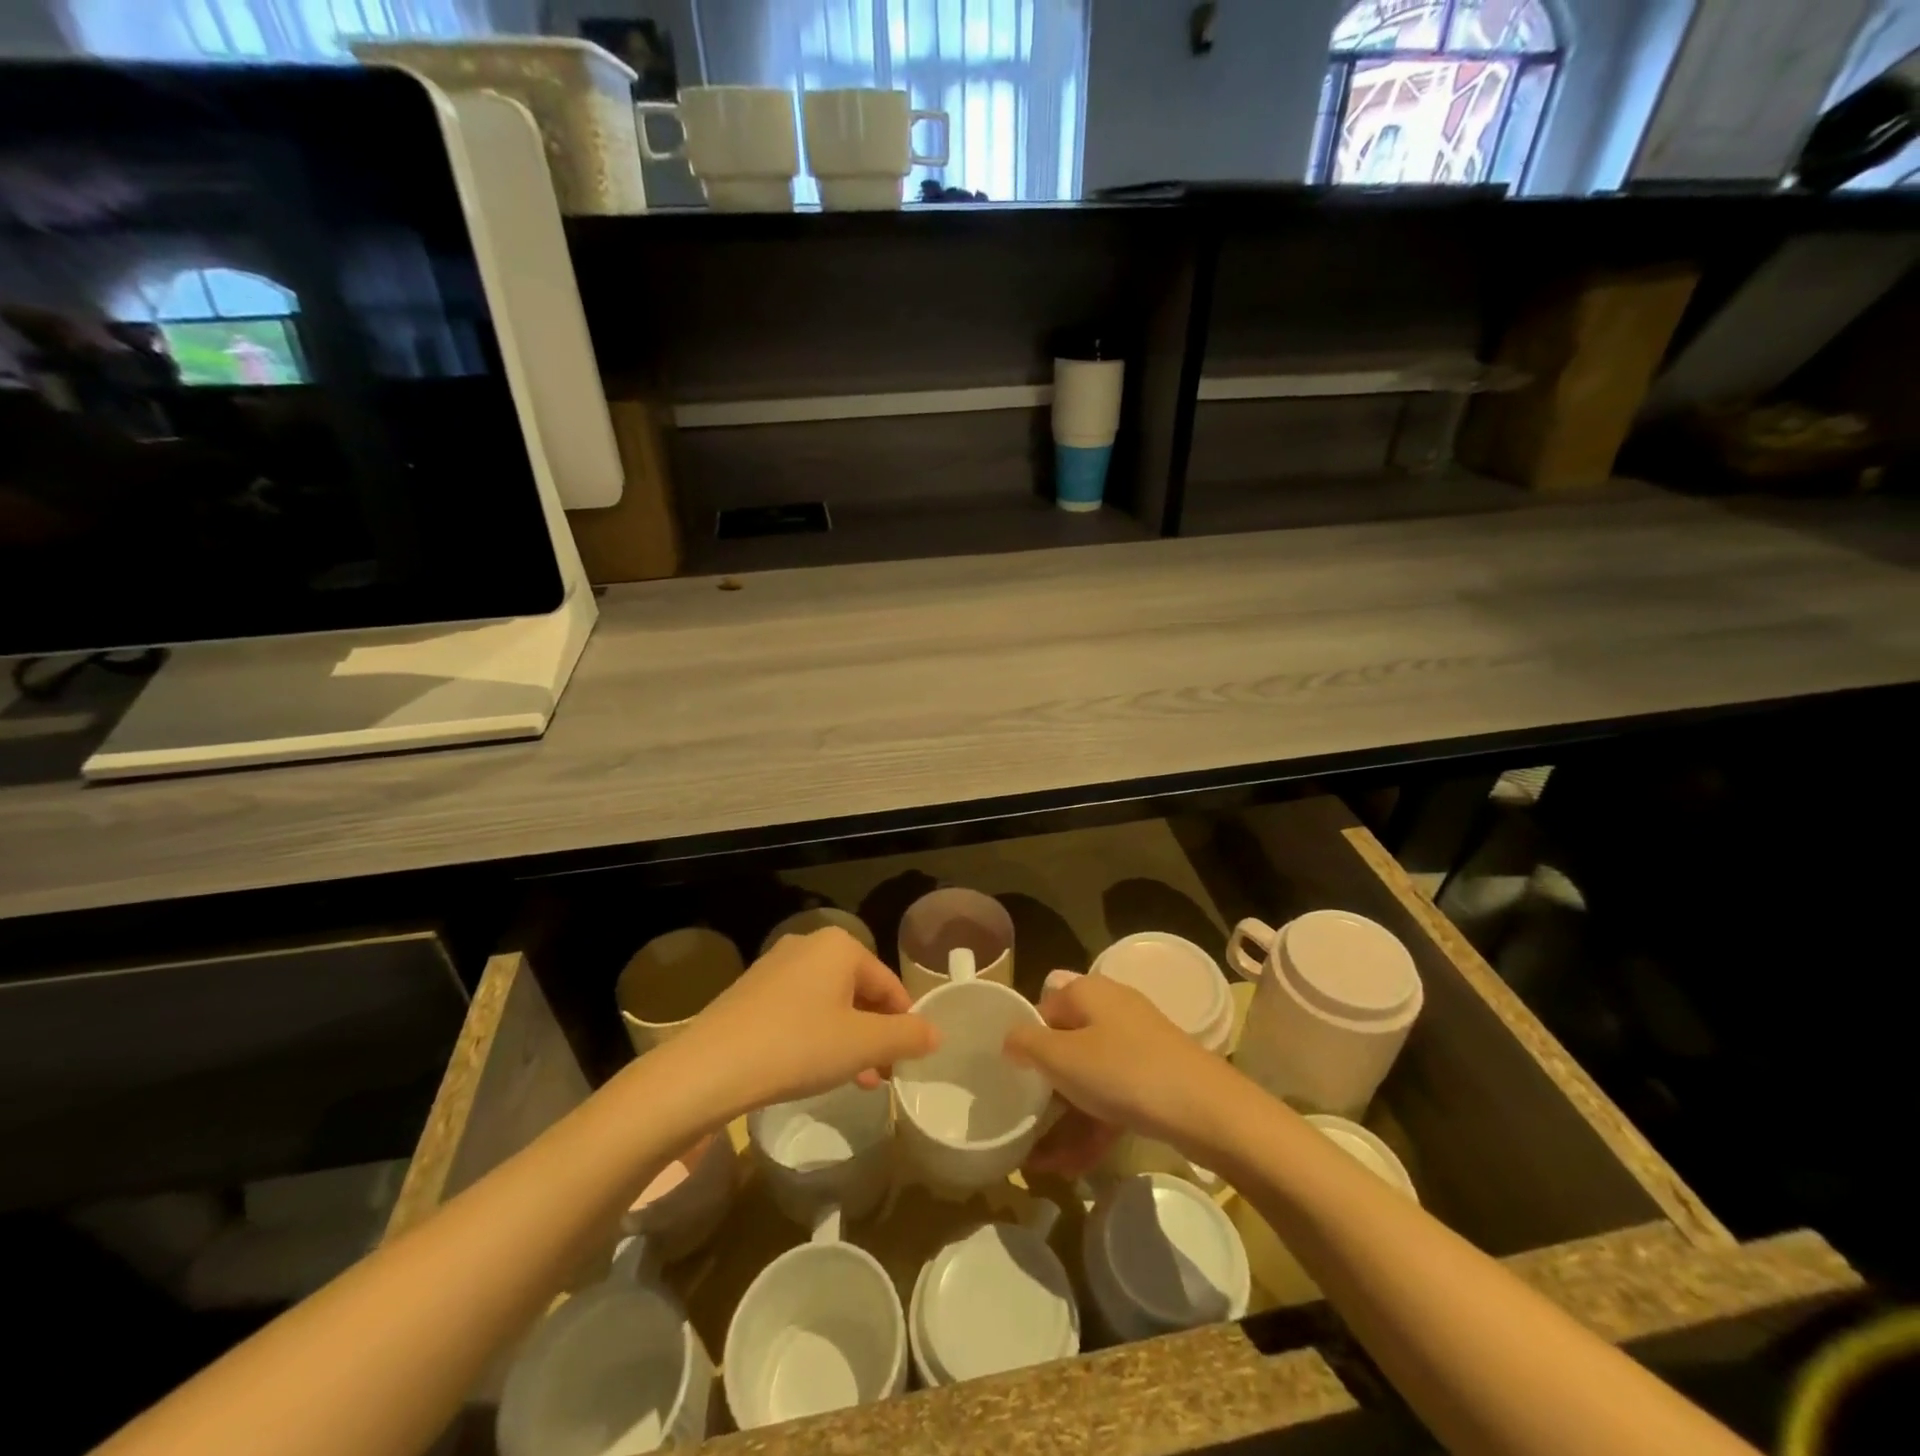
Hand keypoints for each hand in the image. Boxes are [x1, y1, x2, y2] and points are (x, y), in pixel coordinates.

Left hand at [676, 927, 938, 1116]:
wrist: (709, 1068)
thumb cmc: (798, 1047)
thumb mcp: (862, 1045)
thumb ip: (906, 1036)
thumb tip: (936, 1033)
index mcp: (840, 946)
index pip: (889, 985)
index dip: (904, 1024)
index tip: (906, 1062)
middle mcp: (808, 944)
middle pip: (859, 990)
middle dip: (874, 1033)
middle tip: (880, 1076)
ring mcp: (775, 965)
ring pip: (829, 1002)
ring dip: (847, 1039)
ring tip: (852, 1080)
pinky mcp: (751, 990)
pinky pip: (799, 1008)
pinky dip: (815, 1035)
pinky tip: (811, 1069)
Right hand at [1004, 974, 1237, 1168]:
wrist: (1206, 1109)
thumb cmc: (1123, 1071)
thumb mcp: (1062, 1057)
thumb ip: (1027, 1044)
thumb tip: (1010, 1038)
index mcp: (1087, 992)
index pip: (1042, 1009)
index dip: (1023, 1043)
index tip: (1006, 1079)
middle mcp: (1110, 1011)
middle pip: (1065, 1045)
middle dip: (1042, 1090)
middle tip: (1020, 1122)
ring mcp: (1135, 1046)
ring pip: (1088, 1078)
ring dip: (1062, 1119)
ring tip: (1037, 1163)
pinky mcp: (1153, 1078)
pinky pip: (1111, 1099)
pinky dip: (1090, 1127)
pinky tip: (1067, 1167)